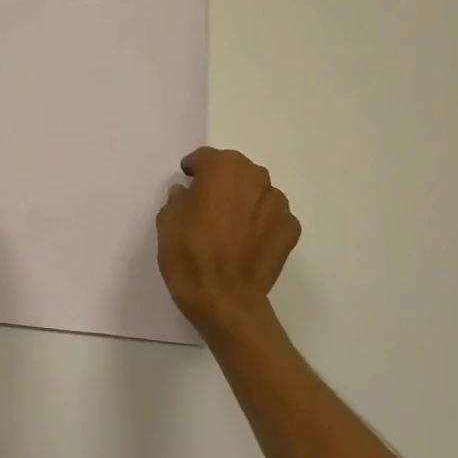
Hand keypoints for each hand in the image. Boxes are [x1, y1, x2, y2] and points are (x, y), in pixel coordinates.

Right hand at [156, 148, 300, 335]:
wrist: (224, 300)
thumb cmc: (188, 255)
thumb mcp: (166, 221)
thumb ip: (178, 199)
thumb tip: (188, 193)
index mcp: (222, 170)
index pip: (207, 157)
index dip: (195, 167)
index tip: (187, 179)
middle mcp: (254, 178)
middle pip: (237, 169)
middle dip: (222, 180)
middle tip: (207, 201)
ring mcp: (278, 204)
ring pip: (258, 191)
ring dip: (244, 199)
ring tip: (229, 222)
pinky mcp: (290, 229)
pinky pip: (272, 215)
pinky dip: (260, 221)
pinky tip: (247, 240)